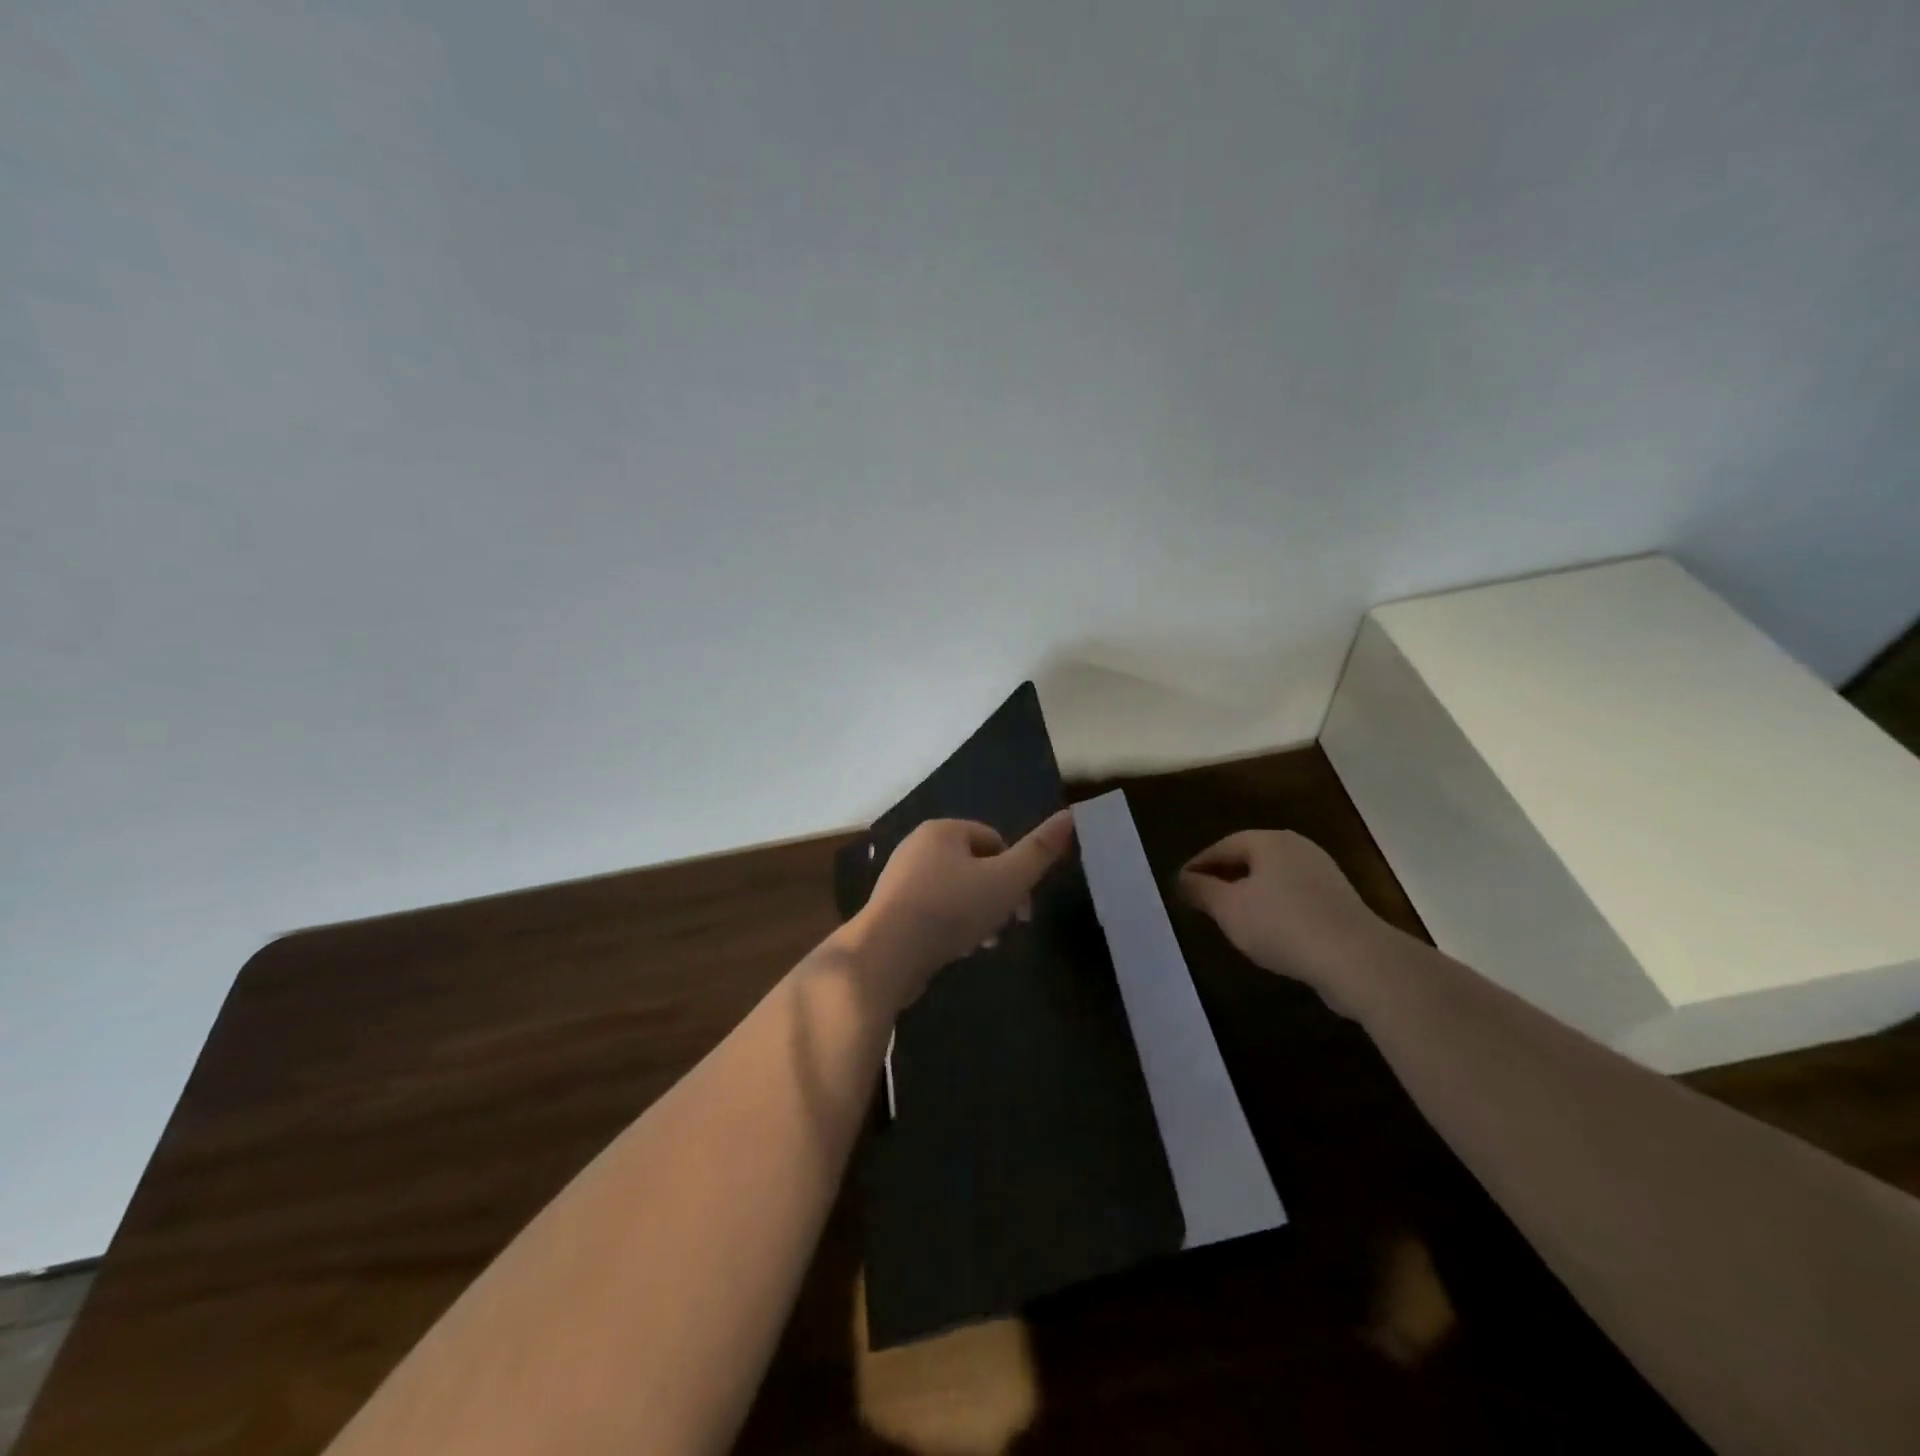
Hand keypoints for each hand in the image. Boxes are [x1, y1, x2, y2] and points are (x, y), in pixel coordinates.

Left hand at [842, 812, 1075, 1009]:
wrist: (886, 953)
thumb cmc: (951, 909)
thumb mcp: (1006, 880)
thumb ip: (1039, 851)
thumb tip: (1070, 815)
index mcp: (942, 830)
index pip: (994, 840)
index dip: (1015, 872)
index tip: (1023, 908)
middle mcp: (917, 846)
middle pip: (975, 867)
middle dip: (996, 897)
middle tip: (1005, 929)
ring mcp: (900, 878)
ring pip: (955, 891)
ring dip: (975, 915)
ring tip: (981, 944)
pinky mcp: (891, 909)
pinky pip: (933, 911)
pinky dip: (949, 927)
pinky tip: (956, 951)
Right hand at [1176, 829, 1393, 1013]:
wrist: (1356, 959)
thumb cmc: (1281, 925)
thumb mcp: (1228, 909)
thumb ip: (1201, 891)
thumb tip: (1183, 878)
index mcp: (1269, 841)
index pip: (1222, 846)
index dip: (1198, 866)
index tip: (1181, 885)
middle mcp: (1297, 848)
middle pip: (1250, 858)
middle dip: (1224, 877)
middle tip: (1202, 899)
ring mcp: (1322, 873)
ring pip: (1273, 878)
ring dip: (1250, 894)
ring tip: (1231, 918)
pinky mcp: (1339, 901)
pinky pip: (1294, 897)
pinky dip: (1274, 908)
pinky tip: (1267, 931)